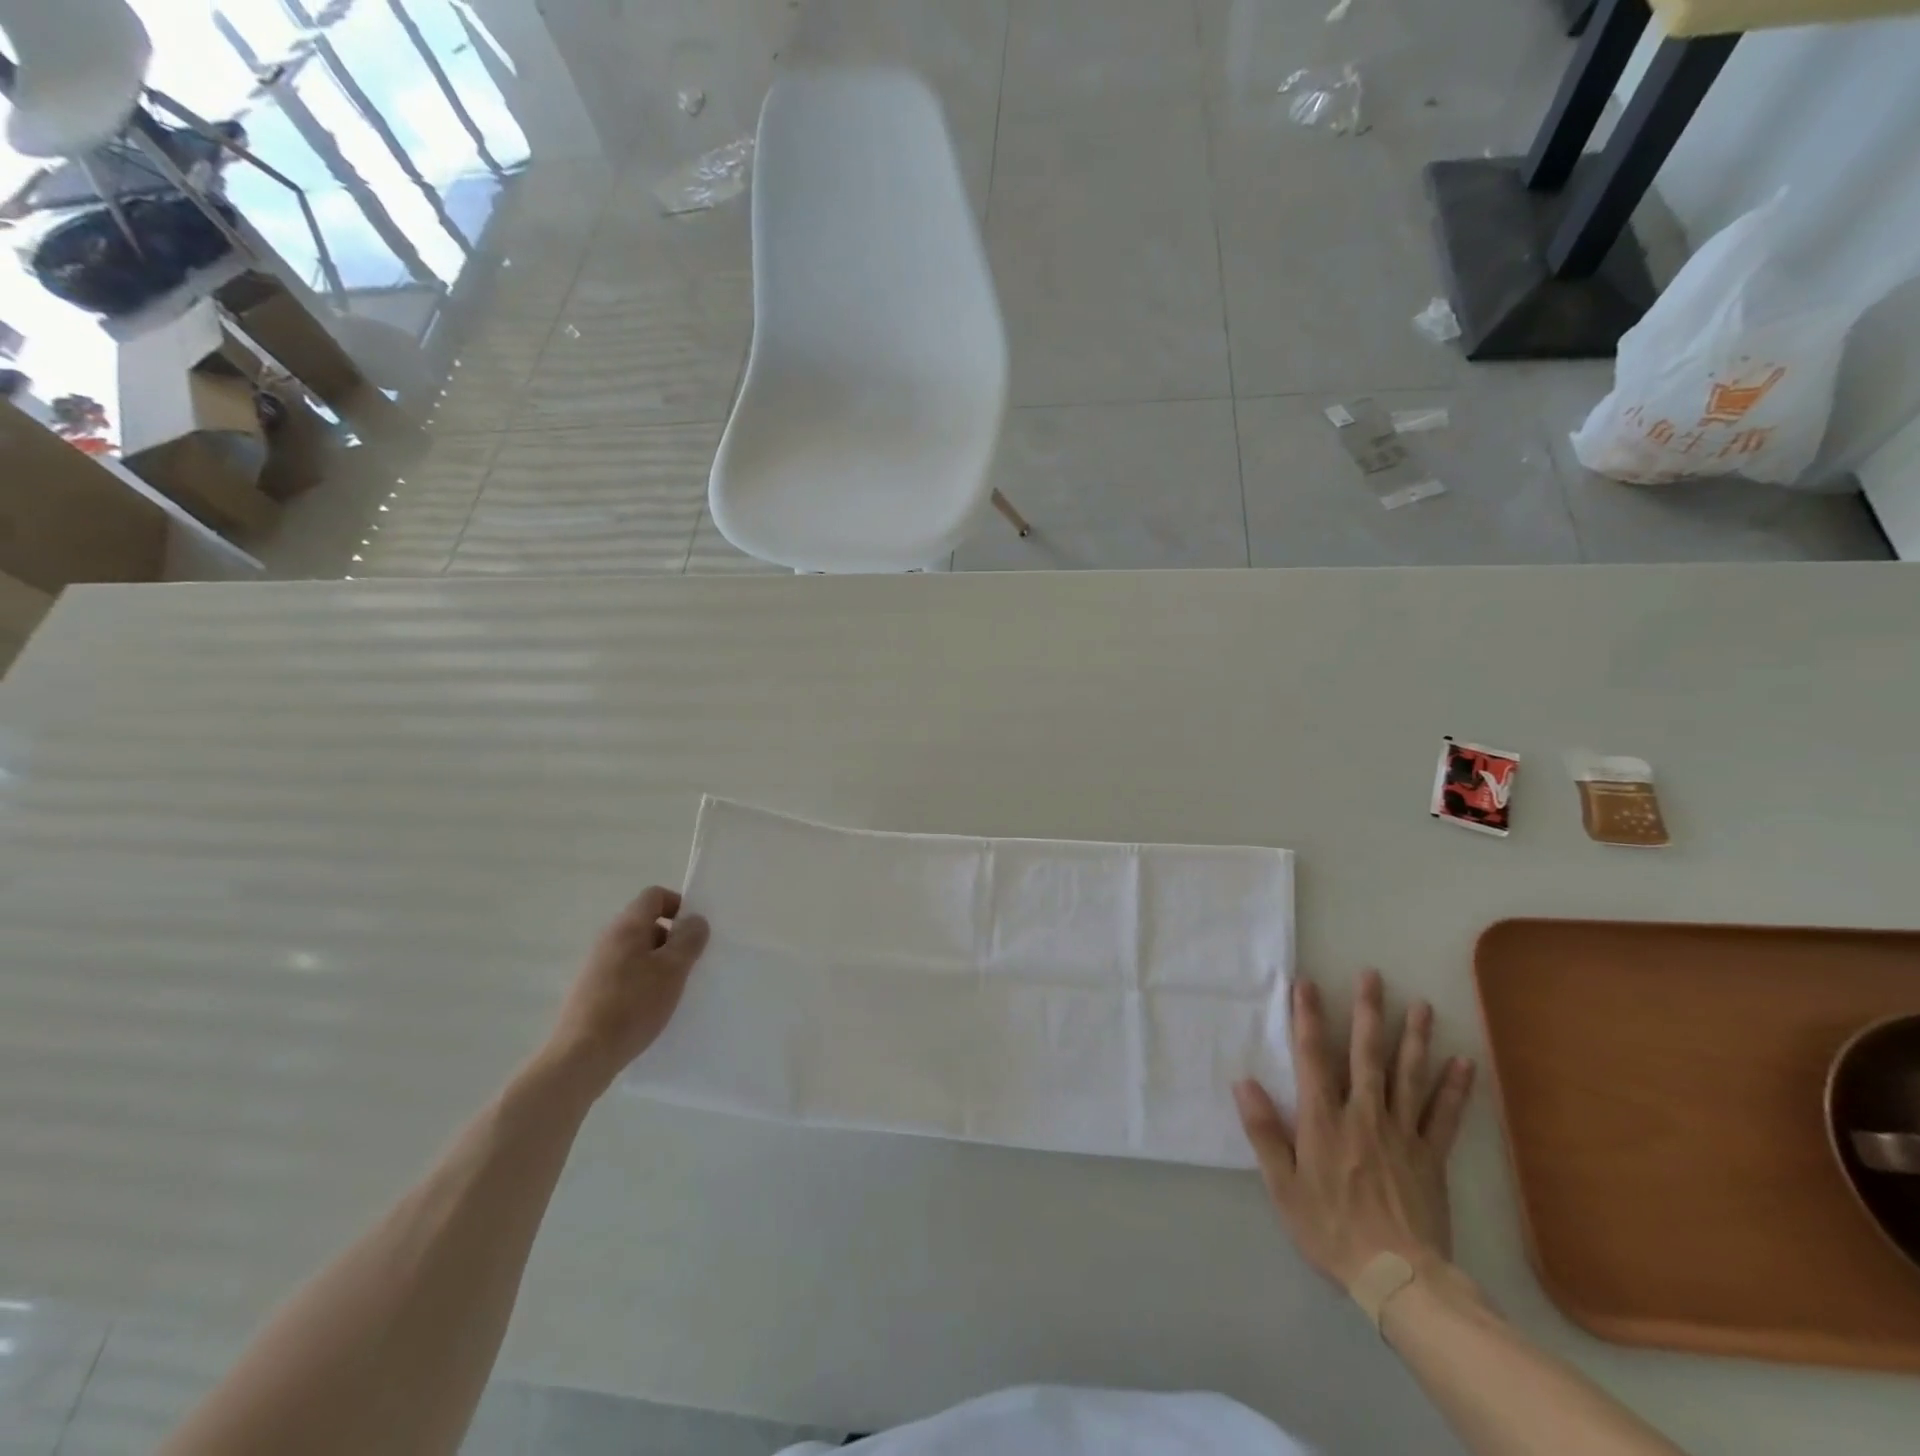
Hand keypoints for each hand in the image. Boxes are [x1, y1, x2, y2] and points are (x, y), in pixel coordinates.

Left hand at [544, 887, 709, 1093]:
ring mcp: (595, 967)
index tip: (694, 931)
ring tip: (673, 990)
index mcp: (626, 927)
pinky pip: (625, 975)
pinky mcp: (591, 992)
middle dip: (671, 939)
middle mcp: (607, 940)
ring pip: (636, 952)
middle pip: (646, 924)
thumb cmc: (632, 1006)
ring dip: (658, 964)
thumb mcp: (673, 970)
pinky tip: (651, 1009)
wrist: (581, 1057)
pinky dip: (642, 983)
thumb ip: (689, 939)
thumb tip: (695, 920)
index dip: (679, 905)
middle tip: (690, 964)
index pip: (654, 895)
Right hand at [1234, 970, 1474, 1288]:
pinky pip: (1444, 1116)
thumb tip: (1244, 1082)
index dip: (1308, 1017)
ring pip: (1408, 1075)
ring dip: (1414, 1037)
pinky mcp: (1431, 1157)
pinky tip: (1463, 1062)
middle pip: (1366, 1054)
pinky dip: (1454, 1088)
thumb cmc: (1330, 1229)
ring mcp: (1402, 1133)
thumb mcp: (1282, 1185)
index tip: (1306, 983)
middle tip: (1373, 975)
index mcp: (1324, 1119)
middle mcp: (1364, 1114)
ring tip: (1421, 1005)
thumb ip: (1263, 1131)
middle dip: (1368, 1012)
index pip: (1313, 1056)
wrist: (1399, 1279)